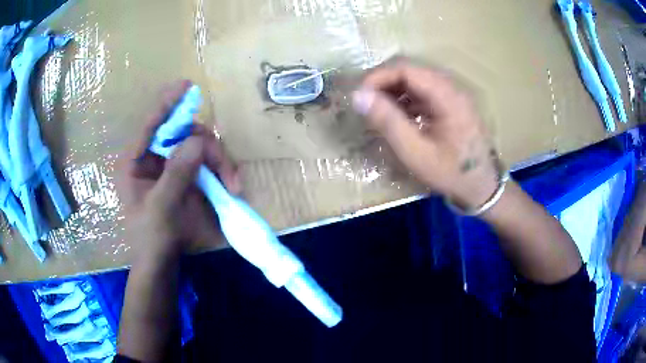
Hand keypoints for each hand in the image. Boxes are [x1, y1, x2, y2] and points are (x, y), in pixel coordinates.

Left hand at [118, 80, 240, 260]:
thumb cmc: (151, 238)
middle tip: (225, 171)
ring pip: (198, 145)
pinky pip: (206, 161)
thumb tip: (196, 141)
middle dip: (207, 147)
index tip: (186, 86)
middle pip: (182, 133)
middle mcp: (152, 157)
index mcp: (134, 161)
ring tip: (233, 185)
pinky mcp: (186, 174)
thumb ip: (176, 174)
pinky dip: (220, 169)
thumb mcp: (160, 208)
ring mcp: (171, 165)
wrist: (161, 261)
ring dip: (219, 161)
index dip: (167, 104)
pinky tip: (230, 185)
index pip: (149, 125)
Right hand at [352, 60, 499, 208]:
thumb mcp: (415, 152)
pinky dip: (407, 99)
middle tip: (366, 102)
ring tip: (378, 109)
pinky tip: (398, 116)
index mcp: (447, 96)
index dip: (379, 76)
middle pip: (412, 71)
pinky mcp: (452, 104)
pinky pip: (425, 92)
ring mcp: (453, 96)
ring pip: (417, 80)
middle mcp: (452, 88)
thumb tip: (358, 96)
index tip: (360, 95)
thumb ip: (388, 121)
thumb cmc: (450, 173)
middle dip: (385, 82)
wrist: (481, 187)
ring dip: (395, 90)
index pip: (407, 69)